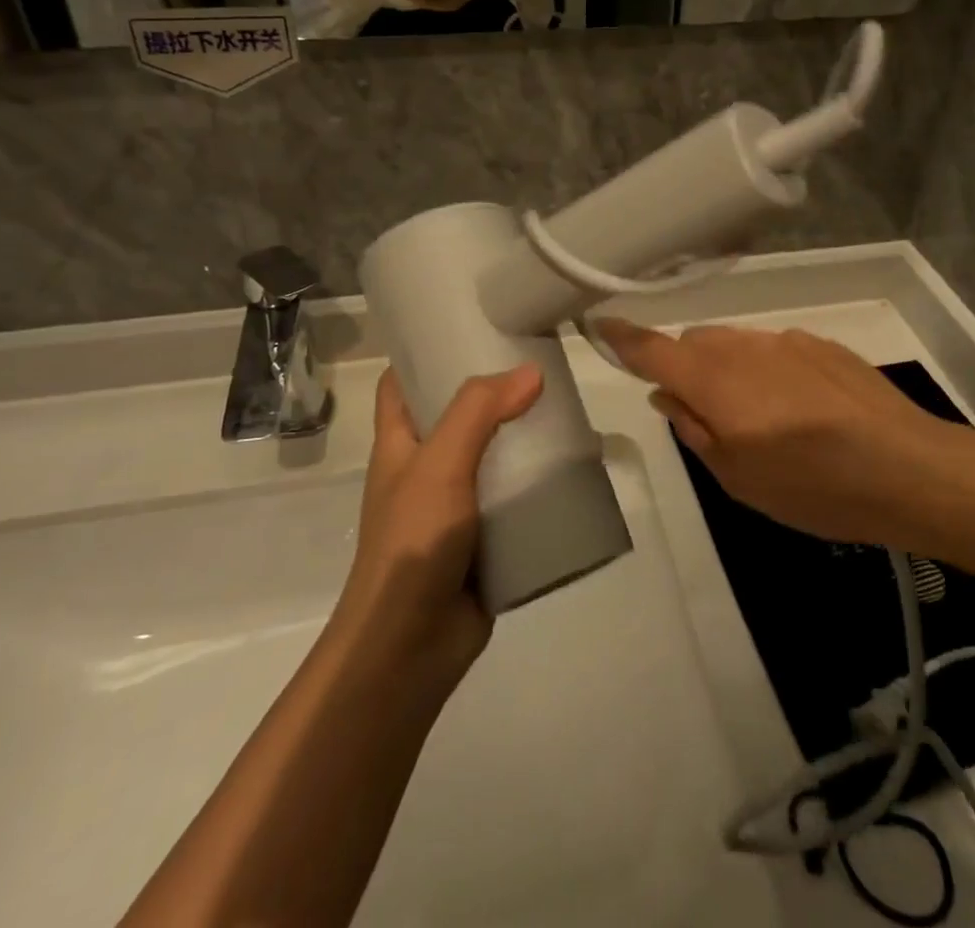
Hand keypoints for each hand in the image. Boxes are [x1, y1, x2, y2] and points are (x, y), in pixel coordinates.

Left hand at [335, 365, 542, 686]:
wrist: (411, 648)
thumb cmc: (412, 543)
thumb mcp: (439, 464)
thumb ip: (479, 413)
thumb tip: (530, 371)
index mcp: (401, 443)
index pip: (402, 382)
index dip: (426, 352)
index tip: (469, 325)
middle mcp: (426, 468)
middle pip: (457, 414)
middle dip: (493, 390)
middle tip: (538, 362)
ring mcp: (456, 505)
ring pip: (492, 456)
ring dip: (523, 436)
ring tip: (565, 407)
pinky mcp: (486, 537)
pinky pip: (515, 499)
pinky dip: (539, 483)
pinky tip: (574, 466)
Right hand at [595, 320, 963, 545]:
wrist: (907, 468)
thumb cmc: (811, 485)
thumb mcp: (738, 478)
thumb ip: (695, 430)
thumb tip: (669, 397)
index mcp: (713, 379)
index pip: (652, 347)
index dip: (622, 338)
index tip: (600, 326)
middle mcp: (743, 347)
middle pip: (695, 342)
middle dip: (686, 367)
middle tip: (703, 413)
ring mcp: (786, 340)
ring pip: (736, 344)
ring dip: (729, 369)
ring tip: (760, 418)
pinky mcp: (822, 344)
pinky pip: (775, 349)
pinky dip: (768, 370)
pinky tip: (802, 410)